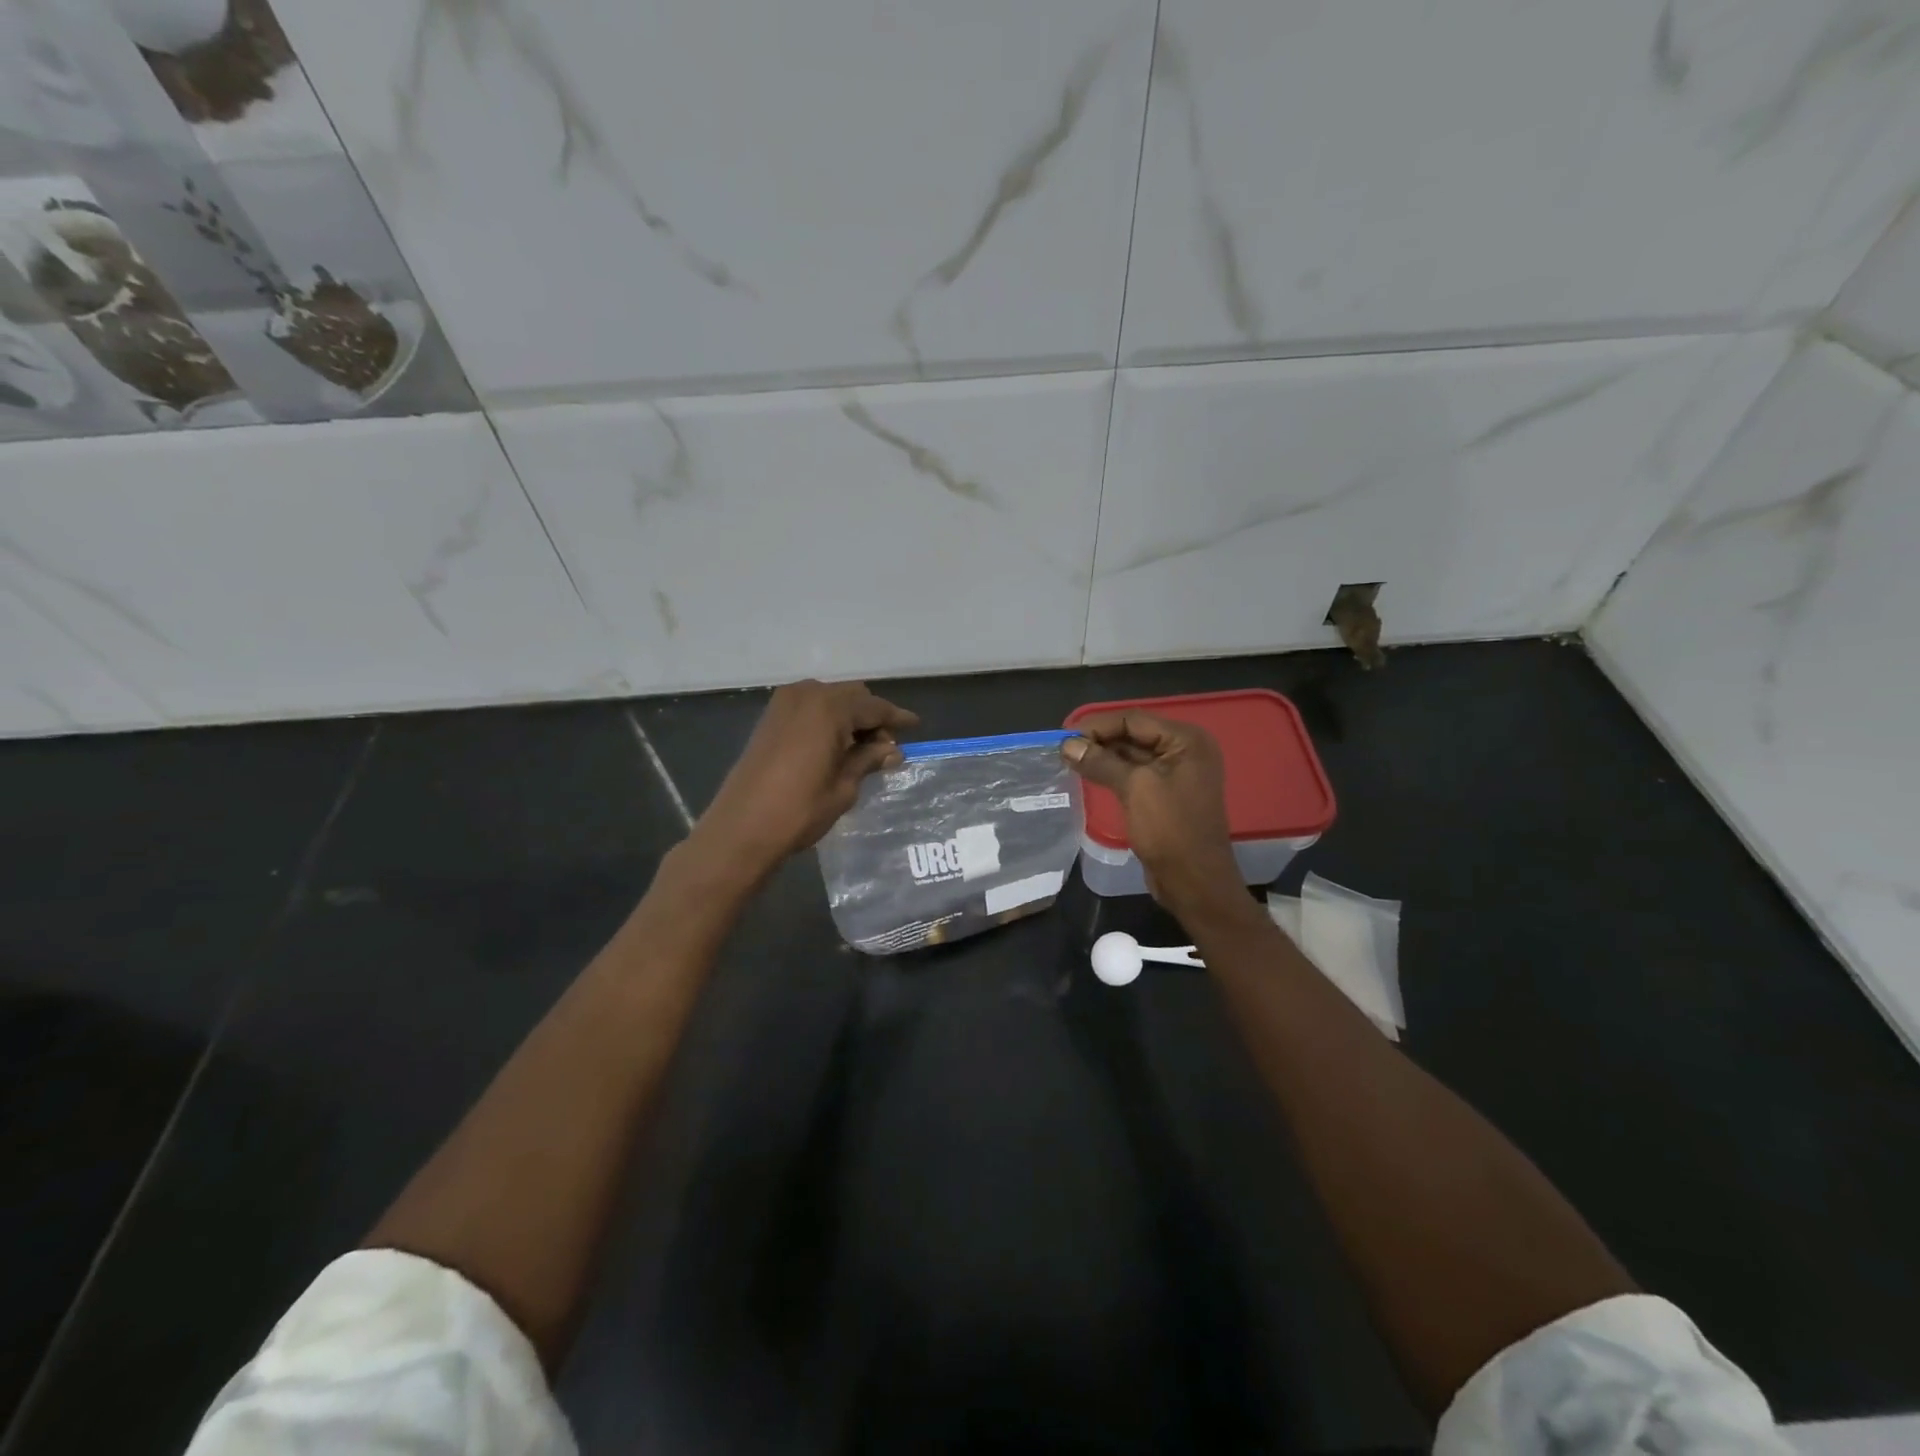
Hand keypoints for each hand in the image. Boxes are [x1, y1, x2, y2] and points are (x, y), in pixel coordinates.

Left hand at [690, 680, 918, 877]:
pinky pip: (810, 708)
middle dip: (871, 717)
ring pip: (830, 700)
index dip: (896, 718)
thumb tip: (892, 751)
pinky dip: (827, 720)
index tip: (915, 725)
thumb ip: (868, 760)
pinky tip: (835, 746)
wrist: (741, 828)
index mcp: (829, 708)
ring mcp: (784, 704)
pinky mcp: (770, 718)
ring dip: (849, 717)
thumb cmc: (799, 809)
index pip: (873, 707)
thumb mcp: (844, 787)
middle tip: (885, 747)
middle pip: (851, 697)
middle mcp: (807, 695)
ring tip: (861, 749)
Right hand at [1062, 712, 1246, 914]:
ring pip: (1132, 755)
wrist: (1194, 882)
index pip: (1134, 720)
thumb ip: (1100, 762)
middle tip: (1063, 750)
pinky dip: (1112, 773)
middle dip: (1099, 740)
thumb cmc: (1171, 830)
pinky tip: (1088, 775)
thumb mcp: (1134, 789)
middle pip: (1134, 734)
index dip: (1098, 726)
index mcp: (1187, 741)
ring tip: (1069, 761)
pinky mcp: (1166, 795)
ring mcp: (1177, 774)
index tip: (1065, 737)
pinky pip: (1135, 775)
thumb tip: (1067, 744)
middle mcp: (1185, 751)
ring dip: (1103, 757)